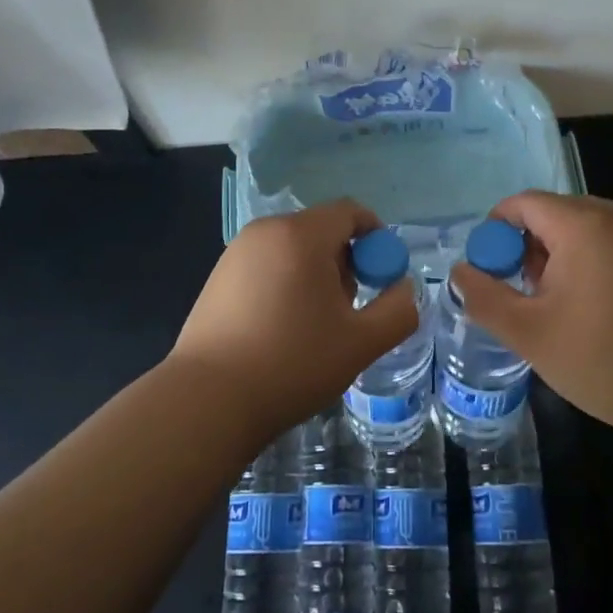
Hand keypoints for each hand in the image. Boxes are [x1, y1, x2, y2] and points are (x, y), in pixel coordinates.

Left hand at [171, 199, 418, 436]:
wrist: (208, 400)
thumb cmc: (292, 364)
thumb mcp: (361, 343)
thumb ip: (398, 310)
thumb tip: (403, 288)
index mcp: (302, 235)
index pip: (350, 212)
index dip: (376, 238)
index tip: (382, 277)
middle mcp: (266, 231)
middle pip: (321, 229)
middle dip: (345, 261)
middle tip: (349, 309)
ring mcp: (236, 252)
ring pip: (293, 249)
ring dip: (315, 275)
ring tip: (314, 325)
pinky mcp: (217, 277)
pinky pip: (266, 265)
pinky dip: (285, 283)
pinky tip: (280, 330)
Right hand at [450, 192, 612, 440]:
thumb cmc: (606, 360)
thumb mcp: (530, 333)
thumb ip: (484, 297)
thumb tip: (458, 272)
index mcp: (583, 224)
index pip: (522, 203)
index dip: (495, 232)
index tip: (487, 272)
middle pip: (552, 213)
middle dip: (525, 248)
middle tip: (518, 295)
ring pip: (580, 230)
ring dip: (555, 258)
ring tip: (550, 307)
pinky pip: (607, 244)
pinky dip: (585, 264)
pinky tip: (586, 309)